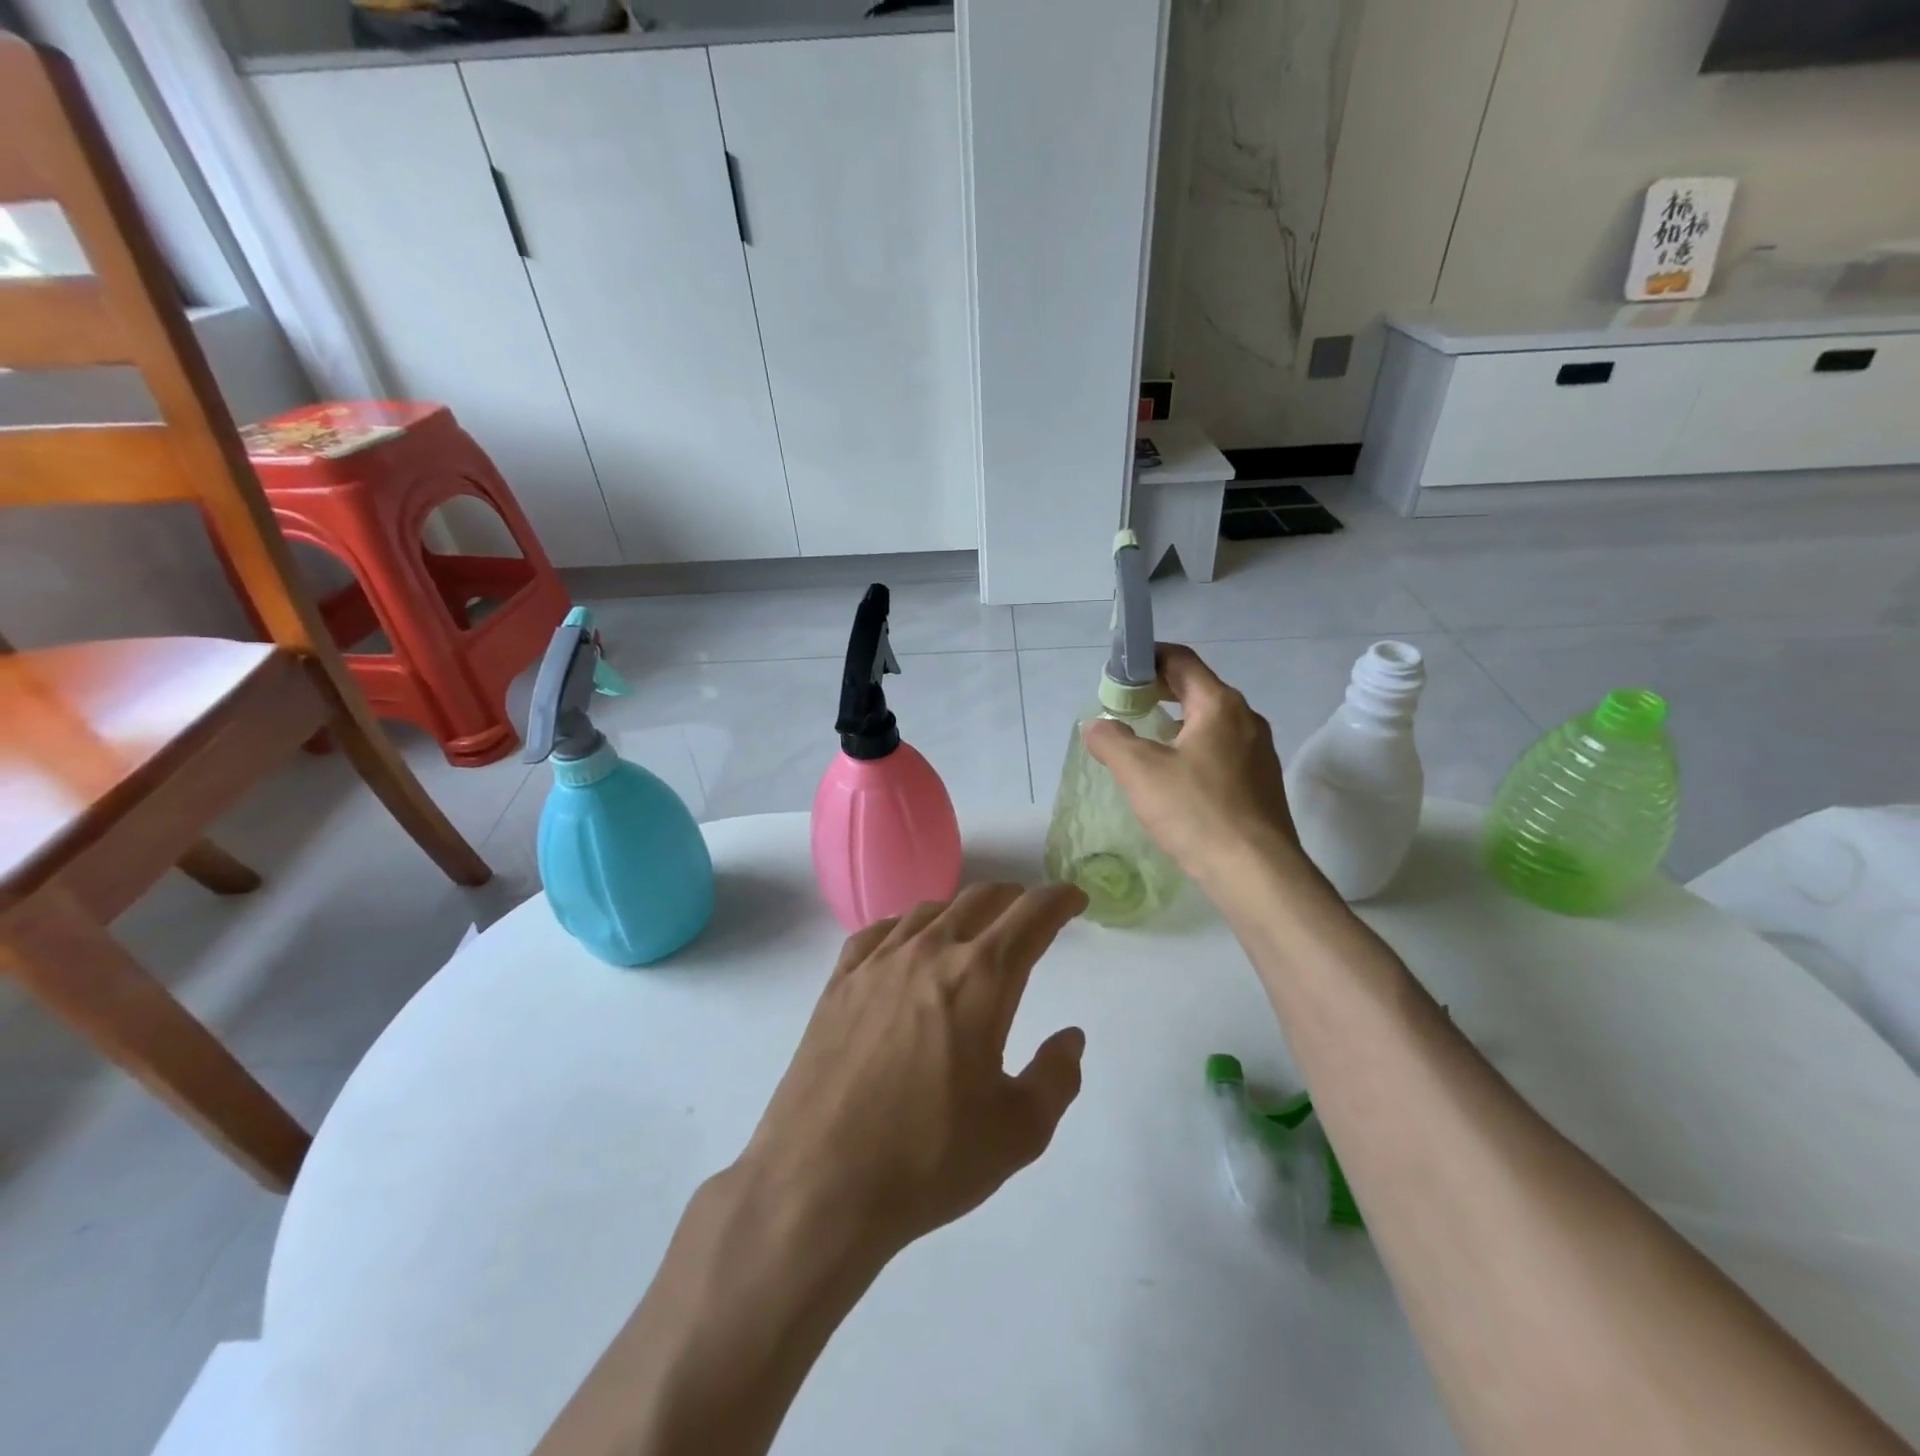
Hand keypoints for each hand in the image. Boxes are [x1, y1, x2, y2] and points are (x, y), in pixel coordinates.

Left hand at [732, 882, 1090, 1266]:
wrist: (819, 1181)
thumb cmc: (928, 1158)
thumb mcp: (1018, 1133)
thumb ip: (1056, 1078)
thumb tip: (1070, 1038)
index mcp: (981, 980)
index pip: (1031, 917)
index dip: (1059, 901)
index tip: (1074, 899)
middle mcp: (930, 953)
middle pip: (979, 900)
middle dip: (1013, 898)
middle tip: (1029, 912)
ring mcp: (878, 963)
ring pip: (929, 911)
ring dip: (961, 910)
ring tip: (972, 928)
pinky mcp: (838, 982)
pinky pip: (878, 932)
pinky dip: (905, 926)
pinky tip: (905, 944)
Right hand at [1082, 642, 1303, 886]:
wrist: (1256, 872)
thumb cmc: (1197, 812)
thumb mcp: (1140, 772)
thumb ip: (1112, 741)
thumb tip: (1096, 725)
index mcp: (1219, 705)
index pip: (1181, 660)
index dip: (1146, 658)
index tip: (1117, 672)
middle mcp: (1246, 719)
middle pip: (1197, 688)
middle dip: (1158, 690)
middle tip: (1124, 705)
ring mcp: (1259, 751)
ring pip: (1210, 721)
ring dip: (1175, 721)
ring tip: (1144, 740)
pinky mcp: (1260, 782)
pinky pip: (1221, 749)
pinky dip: (1193, 747)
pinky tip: (1174, 776)